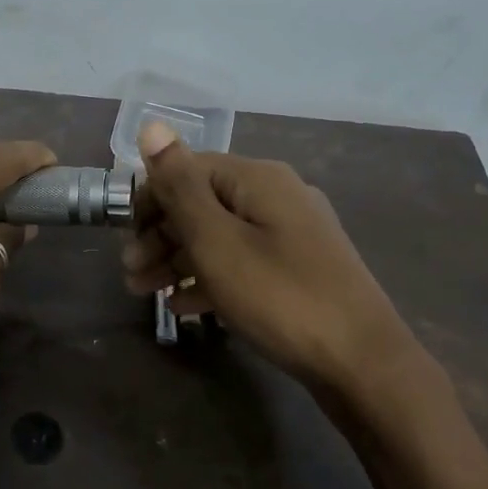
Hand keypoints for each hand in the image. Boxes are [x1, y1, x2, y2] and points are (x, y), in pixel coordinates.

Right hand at [123, 122, 432, 401]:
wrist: (362, 363)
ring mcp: (292, 235)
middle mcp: (277, 197)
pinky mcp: (299, 270)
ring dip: (178, 260)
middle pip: (203, 203)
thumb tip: (152, 125)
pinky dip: (210, 278)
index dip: (151, 198)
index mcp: (258, 179)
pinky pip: (243, 263)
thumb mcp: (217, 241)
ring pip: (220, 237)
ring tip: (145, 293)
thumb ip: (180, 185)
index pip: (189, 169)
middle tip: (129, 273)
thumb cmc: (279, 296)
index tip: (125, 237)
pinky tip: (184, 306)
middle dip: (160, 235)